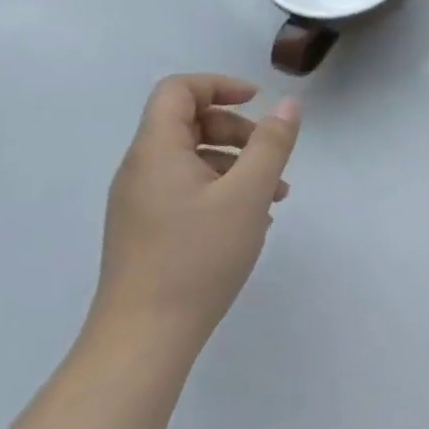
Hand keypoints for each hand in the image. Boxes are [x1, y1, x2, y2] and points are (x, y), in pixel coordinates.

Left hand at [89, 75, 300, 360]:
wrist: (141, 343)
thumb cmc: (197, 258)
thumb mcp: (248, 194)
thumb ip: (271, 144)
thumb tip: (288, 104)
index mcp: (156, 151)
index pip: (178, 90)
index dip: (219, 85)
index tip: (257, 102)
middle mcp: (140, 170)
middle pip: (188, 123)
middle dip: (236, 130)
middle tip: (270, 156)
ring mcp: (139, 203)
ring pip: (191, 160)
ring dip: (235, 164)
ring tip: (274, 196)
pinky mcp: (145, 232)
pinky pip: (185, 190)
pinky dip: (220, 190)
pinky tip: (249, 221)